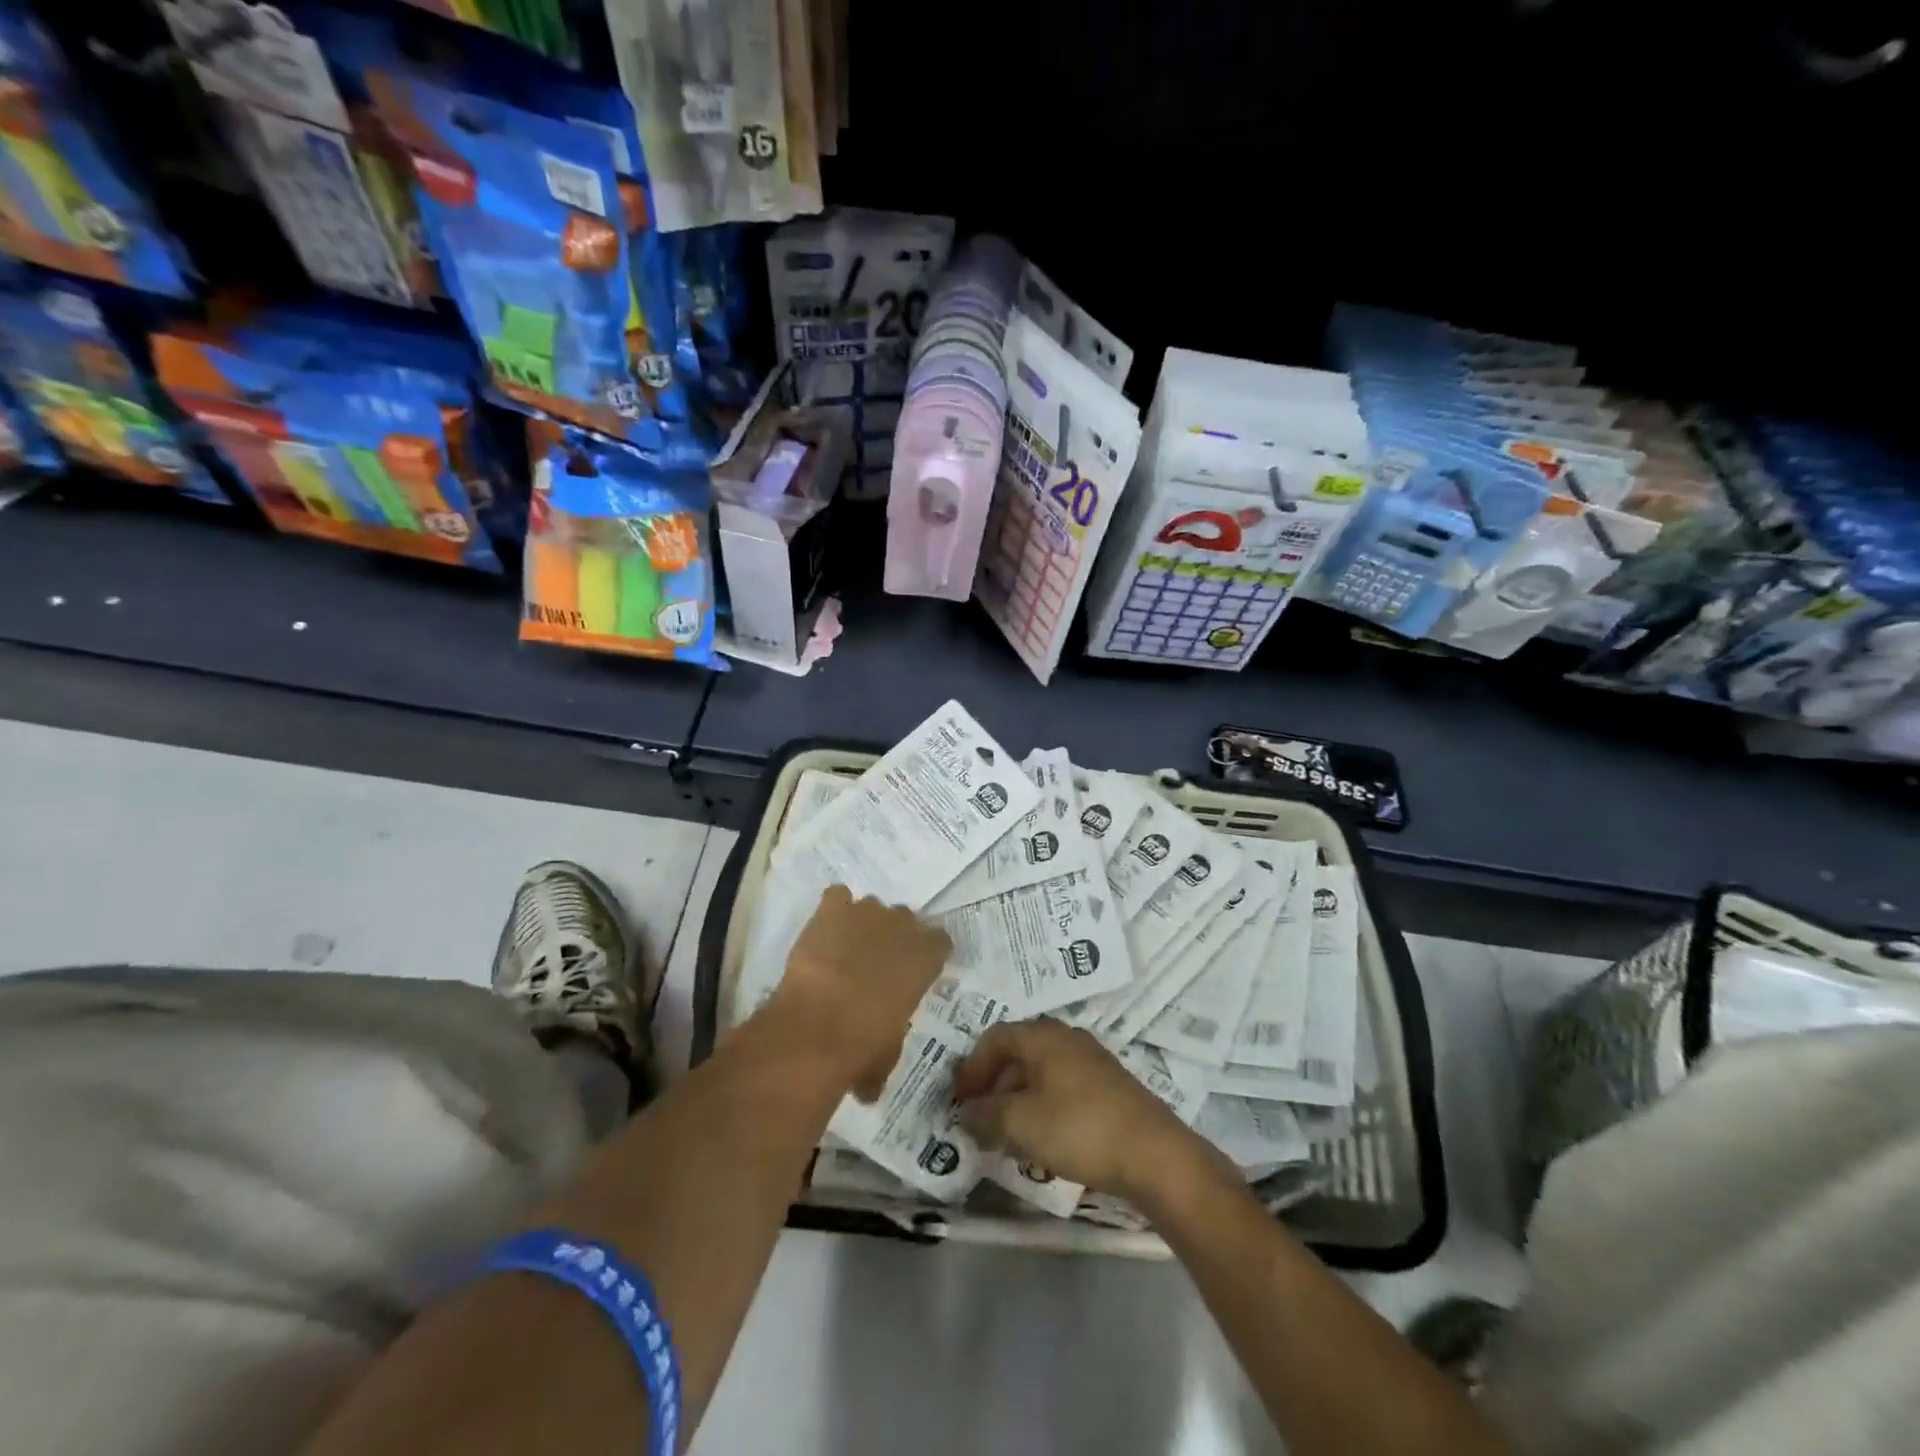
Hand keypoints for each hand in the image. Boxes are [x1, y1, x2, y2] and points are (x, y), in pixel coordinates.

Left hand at [771, 886, 949, 1099]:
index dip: (928, 953)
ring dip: (863, 923)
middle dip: (894, 935)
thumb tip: (870, 1088)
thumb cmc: (863, 1046)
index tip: (915, 969)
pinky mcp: (831, 909)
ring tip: (845, 947)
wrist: (817, 1026)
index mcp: (926, 958)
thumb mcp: (887, 1054)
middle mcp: (902, 926)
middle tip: (876, 962)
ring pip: (871, 906)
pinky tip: (824, 929)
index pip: (941, 941)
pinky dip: (832, 909)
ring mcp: (866, 913)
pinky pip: (837, 897)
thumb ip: (886, 1049)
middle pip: (905, 918)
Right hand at [950, 1019, 1200, 1200]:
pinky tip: (1042, 1142)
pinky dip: (1042, 1109)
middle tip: (979, 1120)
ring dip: (1017, 1101)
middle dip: (993, 1086)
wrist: (1154, 1155)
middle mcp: (1066, 1038)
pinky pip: (1062, 1089)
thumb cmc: (1079, 1128)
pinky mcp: (1108, 1088)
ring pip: (1040, 1073)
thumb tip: (965, 1113)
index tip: (959, 1101)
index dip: (972, 1067)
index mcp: (1043, 1036)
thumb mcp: (1020, 1124)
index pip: (994, 1037)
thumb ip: (985, 1116)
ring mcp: (1091, 1062)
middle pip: (1017, 1053)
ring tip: (1006, 1137)